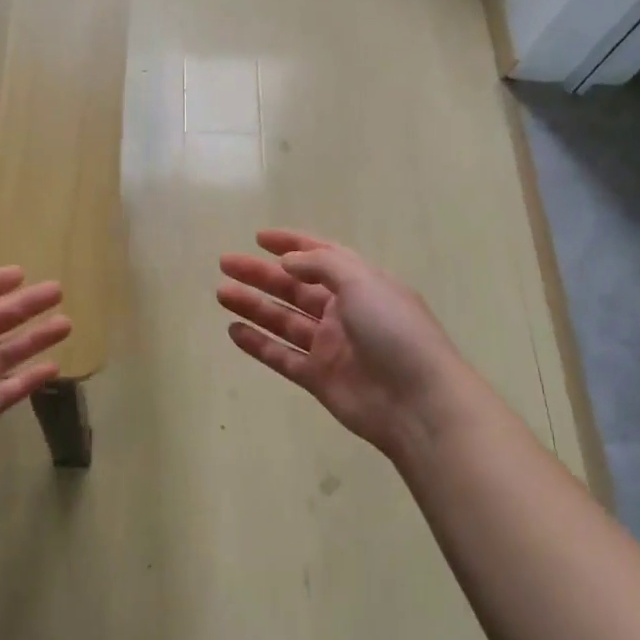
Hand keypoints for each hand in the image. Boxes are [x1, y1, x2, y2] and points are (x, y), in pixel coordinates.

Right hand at [217, 229, 496, 463]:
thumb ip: (320, 265)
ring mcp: (330, 346)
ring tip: (221, 293)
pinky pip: (282, 356)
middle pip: (294, 287)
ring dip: (253, 305)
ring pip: (283, 320)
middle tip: (225, 263)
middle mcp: (343, 311)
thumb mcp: (361, 282)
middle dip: (260, 274)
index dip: (291, 244)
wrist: (418, 402)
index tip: (259, 238)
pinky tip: (233, 331)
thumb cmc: (394, 331)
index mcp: (360, 284)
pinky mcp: (319, 378)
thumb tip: (287, 262)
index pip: (321, 256)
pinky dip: (258, 344)